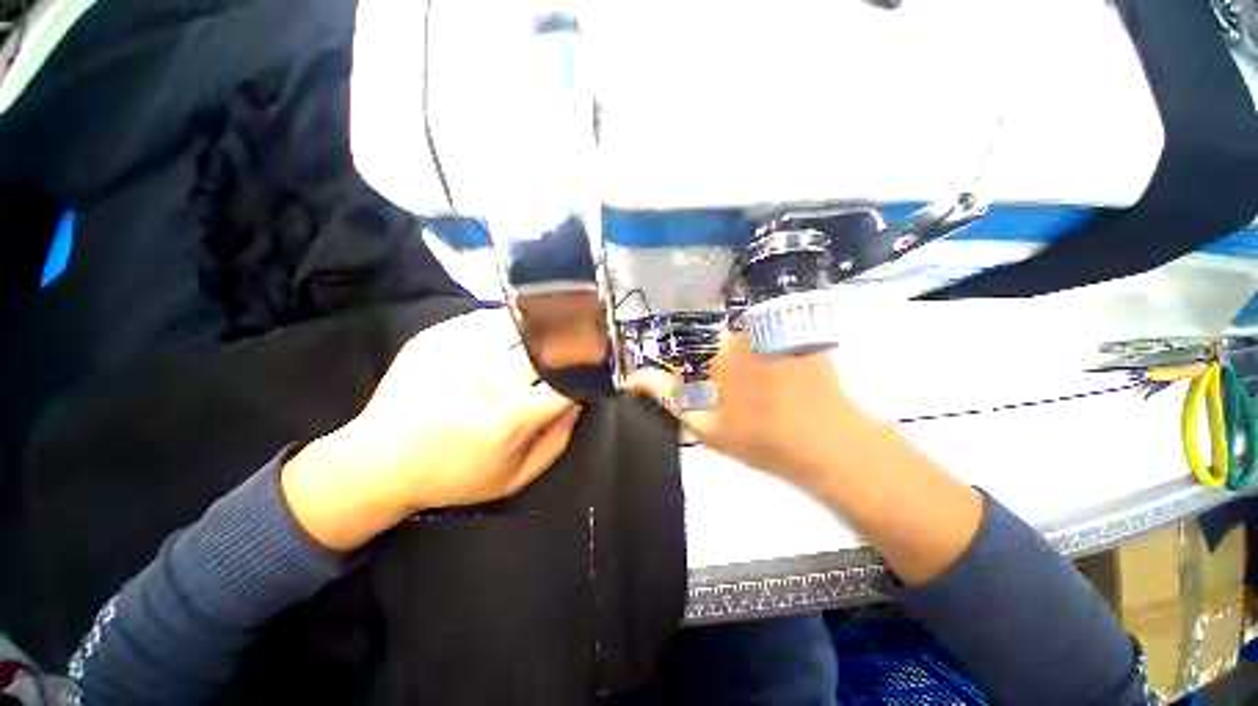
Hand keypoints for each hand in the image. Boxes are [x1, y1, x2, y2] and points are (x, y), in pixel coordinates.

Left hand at [282, 308, 581, 550]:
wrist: (378, 461)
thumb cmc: (454, 475)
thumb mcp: (515, 477)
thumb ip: (557, 440)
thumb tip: (579, 401)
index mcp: (512, 417)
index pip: (569, 381)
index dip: (587, 371)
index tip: (592, 368)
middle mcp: (491, 379)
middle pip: (548, 347)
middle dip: (565, 348)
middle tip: (570, 349)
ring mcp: (462, 351)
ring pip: (521, 326)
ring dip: (539, 333)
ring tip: (542, 339)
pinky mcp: (439, 336)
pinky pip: (488, 318)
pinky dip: (507, 324)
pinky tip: (506, 336)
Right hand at [629, 332, 884, 492]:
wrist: (830, 445)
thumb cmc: (762, 438)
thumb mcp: (706, 425)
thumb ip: (668, 398)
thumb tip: (634, 378)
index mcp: (720, 352)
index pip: (704, 358)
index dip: (717, 385)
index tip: (733, 406)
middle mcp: (748, 333)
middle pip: (731, 348)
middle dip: (736, 373)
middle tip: (755, 405)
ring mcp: (780, 332)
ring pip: (756, 345)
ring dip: (760, 366)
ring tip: (778, 399)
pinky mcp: (806, 339)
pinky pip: (782, 344)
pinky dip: (783, 360)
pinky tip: (796, 388)